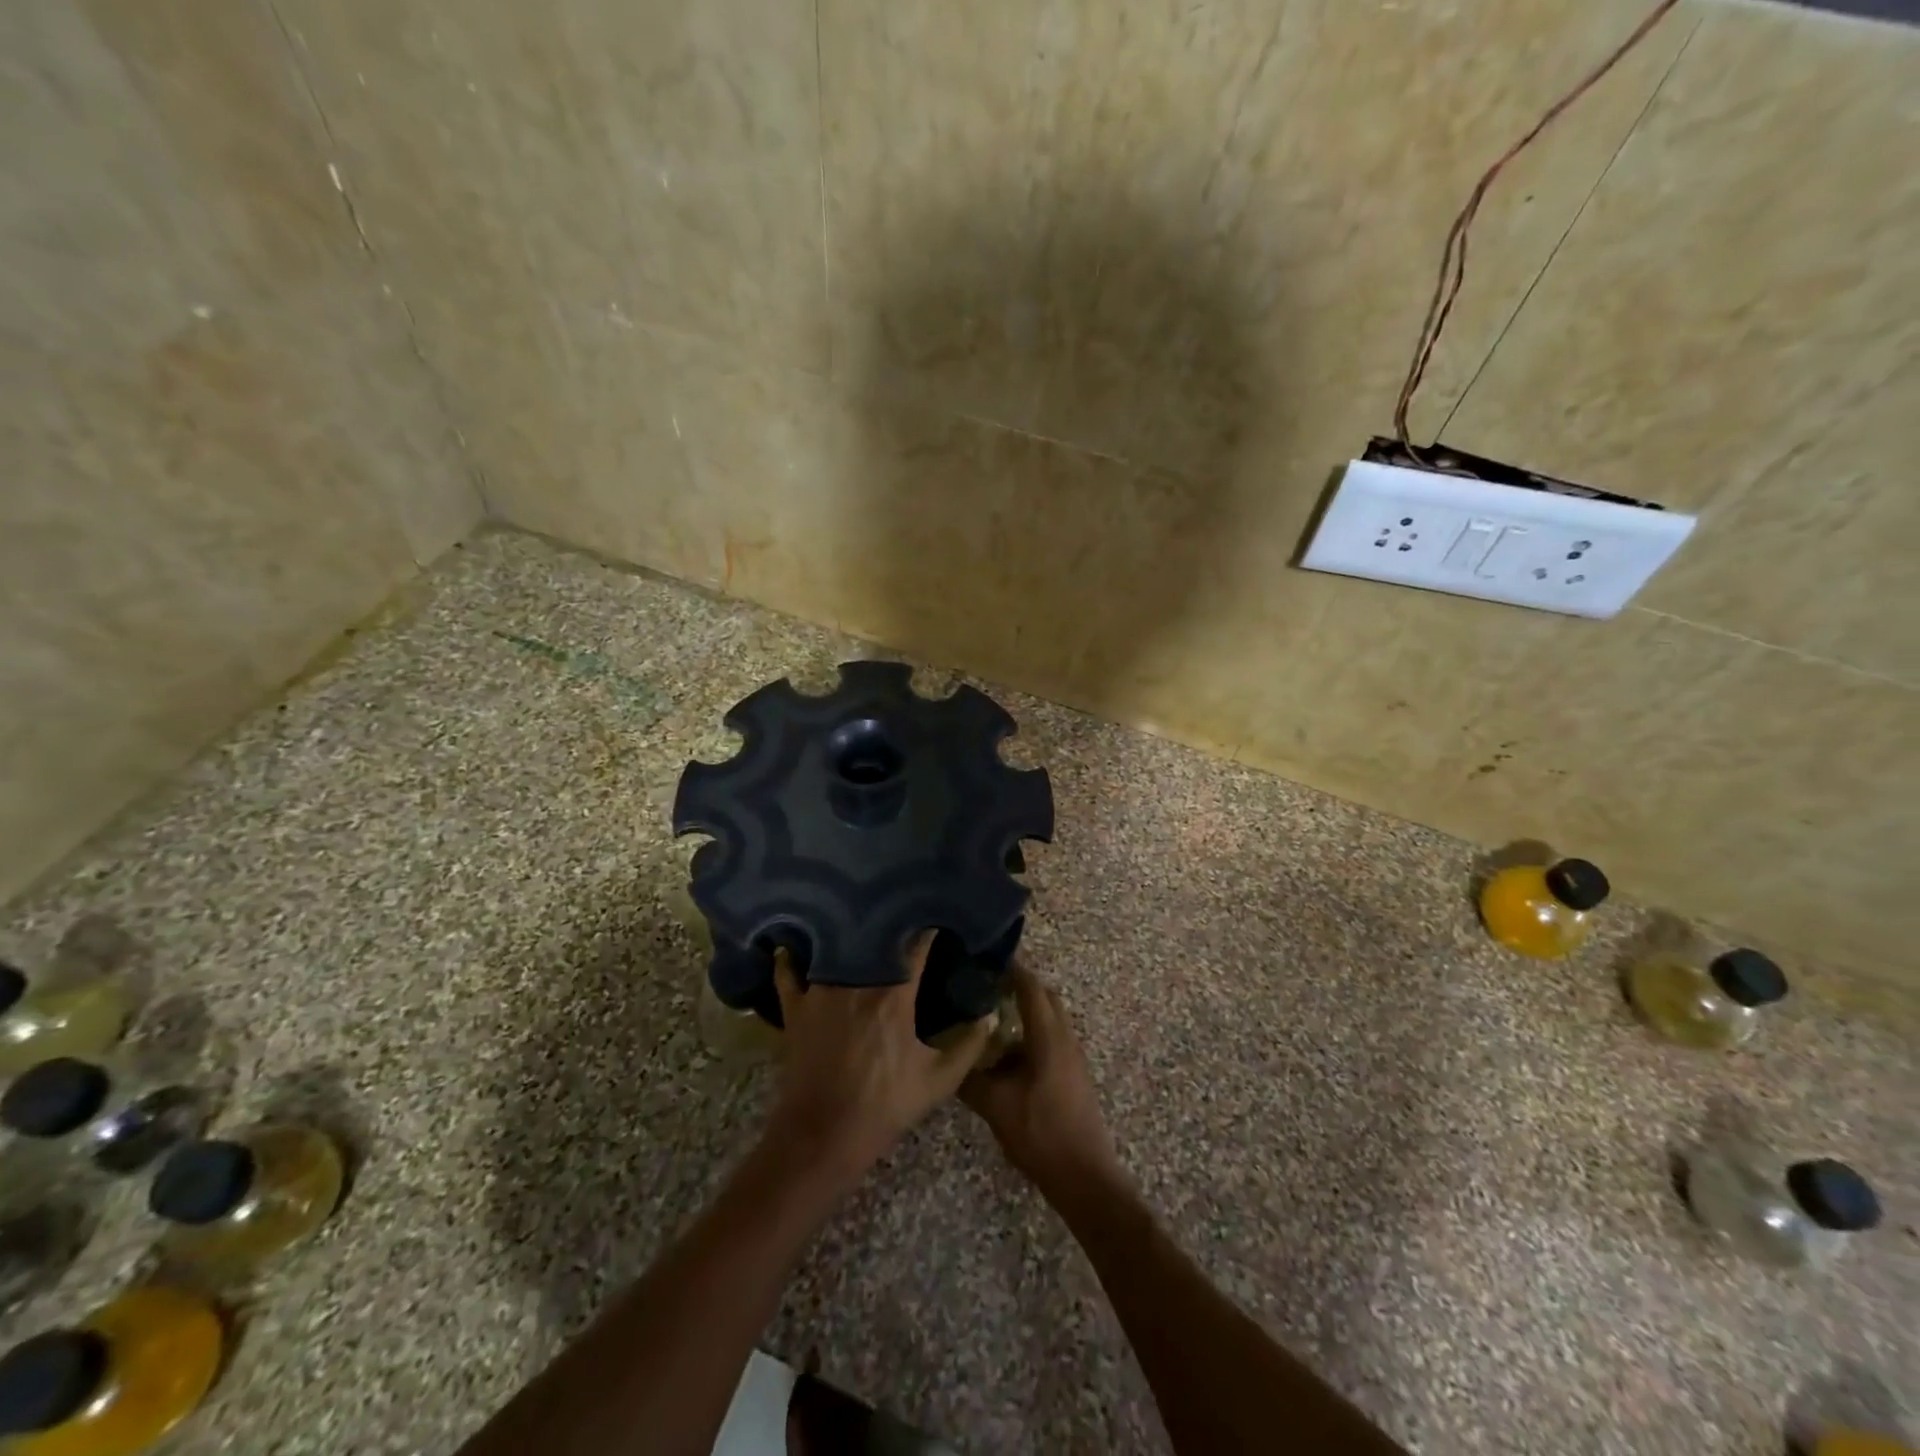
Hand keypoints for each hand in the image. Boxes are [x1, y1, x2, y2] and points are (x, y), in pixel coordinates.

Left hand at [766, 932, 990, 1183]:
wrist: (824, 1135)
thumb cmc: (885, 1106)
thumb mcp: (938, 1081)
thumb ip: (969, 1046)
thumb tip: (990, 1017)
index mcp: (894, 994)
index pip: (916, 945)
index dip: (928, 929)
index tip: (937, 919)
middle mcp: (856, 981)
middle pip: (874, 937)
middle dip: (889, 925)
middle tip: (899, 914)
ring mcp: (821, 991)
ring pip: (834, 947)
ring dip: (847, 935)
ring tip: (856, 921)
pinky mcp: (795, 1008)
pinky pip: (789, 973)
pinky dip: (791, 958)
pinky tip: (793, 946)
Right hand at [961, 964, 1124, 1197]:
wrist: (1084, 1177)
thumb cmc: (1041, 1133)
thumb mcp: (996, 1106)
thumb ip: (970, 1078)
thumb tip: (948, 1056)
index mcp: (1049, 1036)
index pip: (1030, 987)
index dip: (1011, 969)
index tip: (985, 959)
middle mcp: (1065, 1038)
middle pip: (1044, 997)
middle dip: (1018, 986)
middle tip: (986, 986)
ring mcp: (1073, 1057)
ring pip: (1050, 1019)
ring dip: (1026, 1011)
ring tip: (992, 1016)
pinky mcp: (1074, 1074)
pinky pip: (1052, 1039)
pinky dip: (1031, 1034)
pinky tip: (1008, 1054)